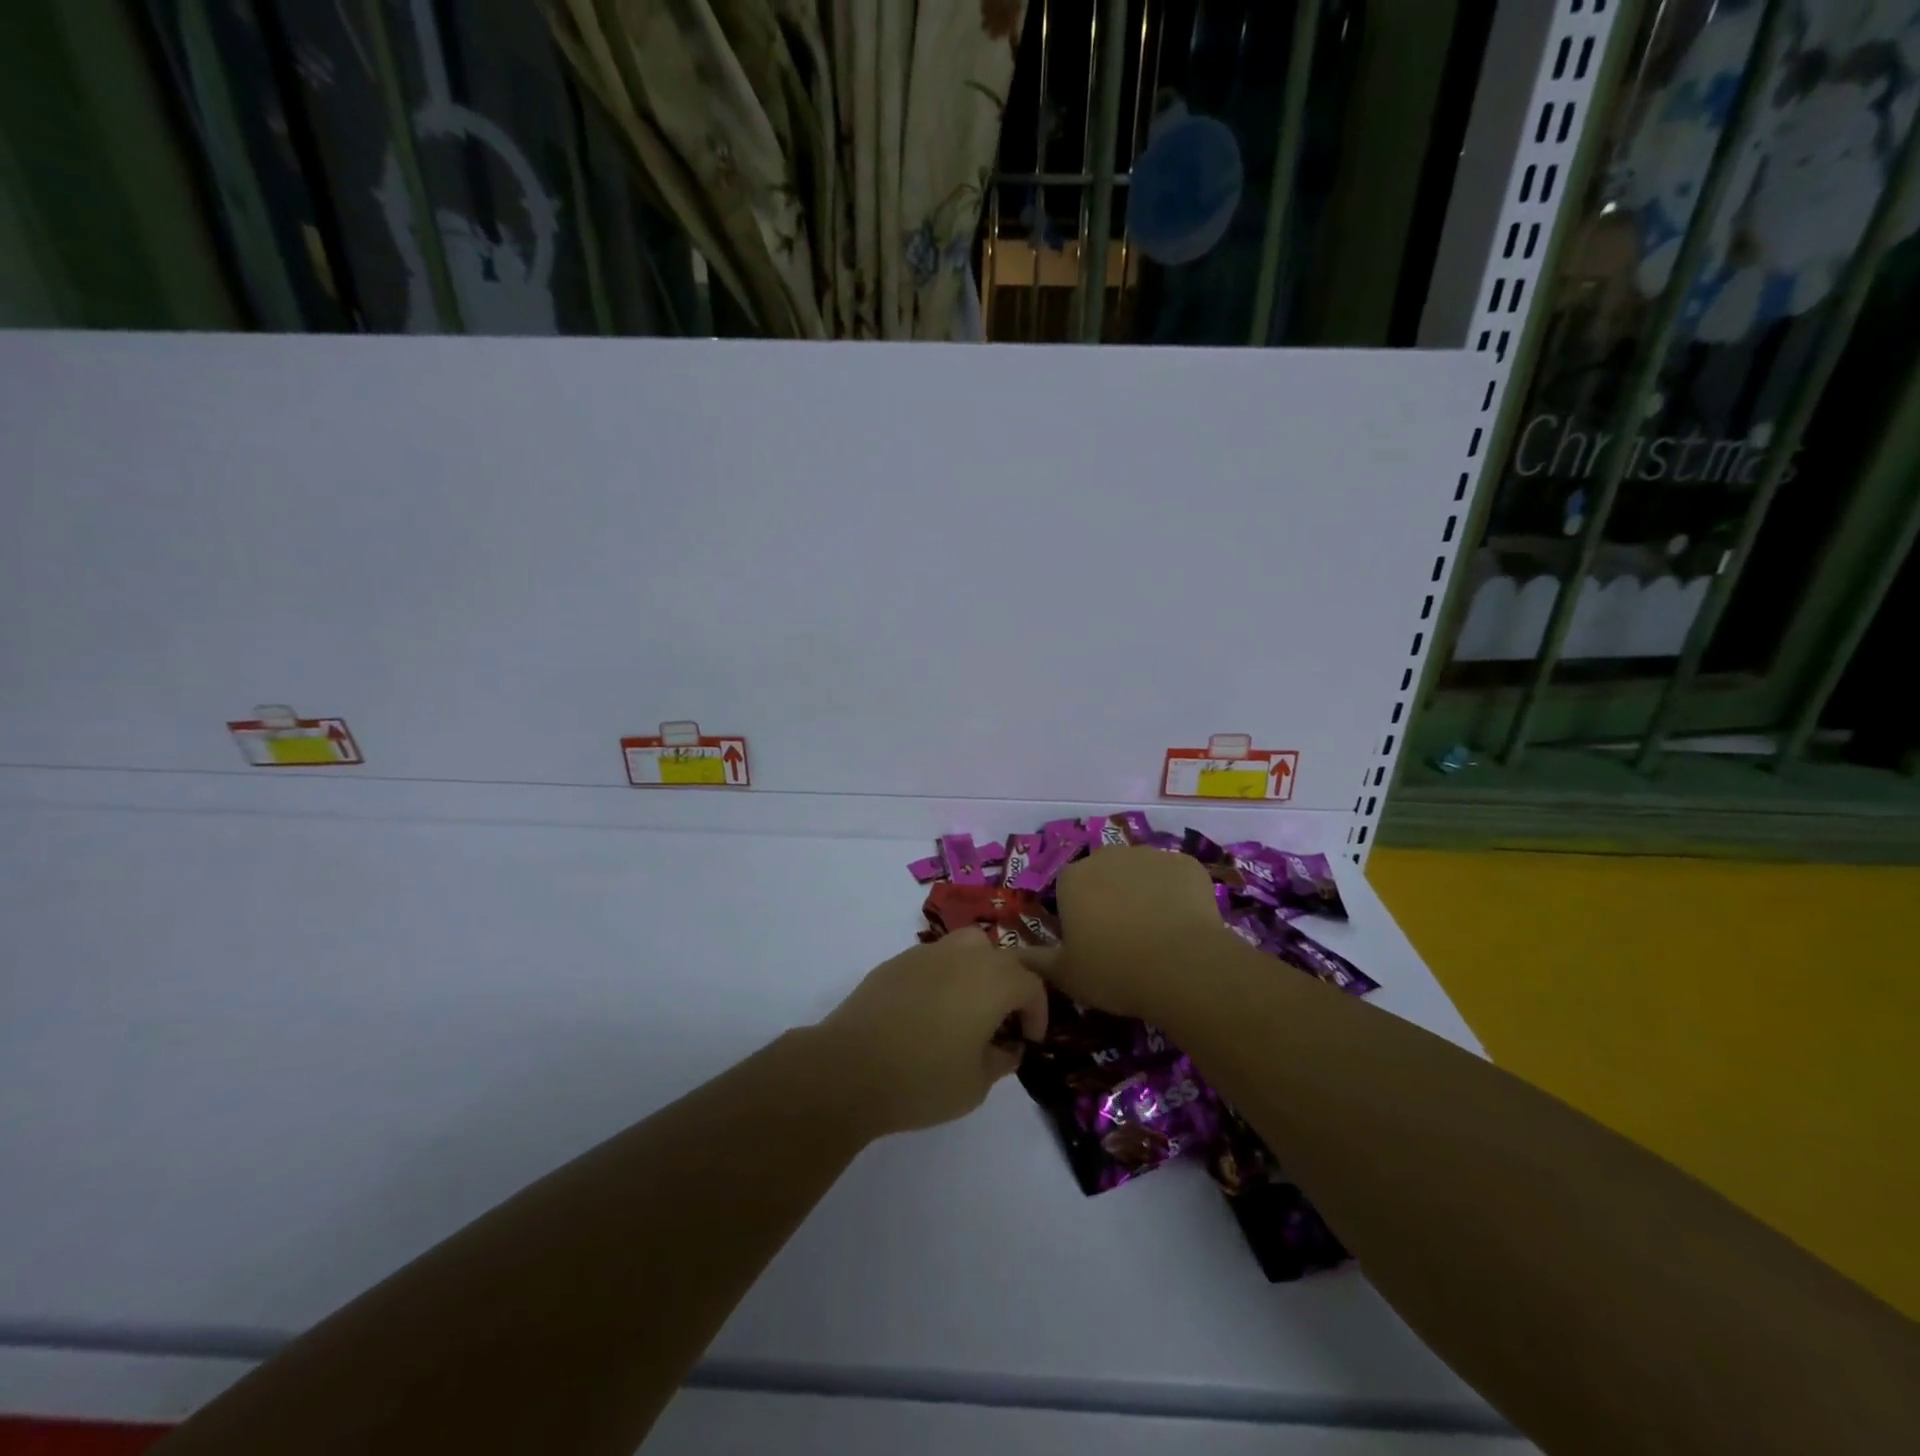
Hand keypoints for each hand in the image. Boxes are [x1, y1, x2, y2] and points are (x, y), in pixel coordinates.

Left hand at [817, 929, 1047, 1135]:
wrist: (848, 1068)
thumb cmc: (922, 1080)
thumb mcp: (975, 1084)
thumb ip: (1001, 1060)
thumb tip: (1008, 1046)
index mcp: (993, 980)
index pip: (1031, 984)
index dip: (1038, 1012)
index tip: (1030, 1039)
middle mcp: (964, 955)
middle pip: (1003, 957)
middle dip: (1013, 985)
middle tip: (1006, 1020)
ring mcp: (927, 953)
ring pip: (968, 946)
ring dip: (980, 971)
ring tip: (971, 1006)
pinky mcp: (896, 961)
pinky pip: (935, 958)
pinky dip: (946, 976)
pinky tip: (931, 1010)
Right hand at [1018, 847, 1226, 1021]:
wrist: (1183, 967)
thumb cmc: (1114, 971)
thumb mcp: (1066, 975)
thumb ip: (1038, 961)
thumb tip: (1015, 956)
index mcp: (1073, 878)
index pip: (1067, 889)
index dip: (1077, 915)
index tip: (1090, 943)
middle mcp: (1108, 856)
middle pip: (1104, 875)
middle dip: (1110, 898)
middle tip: (1123, 937)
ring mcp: (1150, 856)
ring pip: (1140, 873)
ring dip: (1143, 894)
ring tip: (1157, 933)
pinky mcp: (1187, 864)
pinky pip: (1175, 878)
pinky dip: (1176, 895)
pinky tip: (1184, 926)